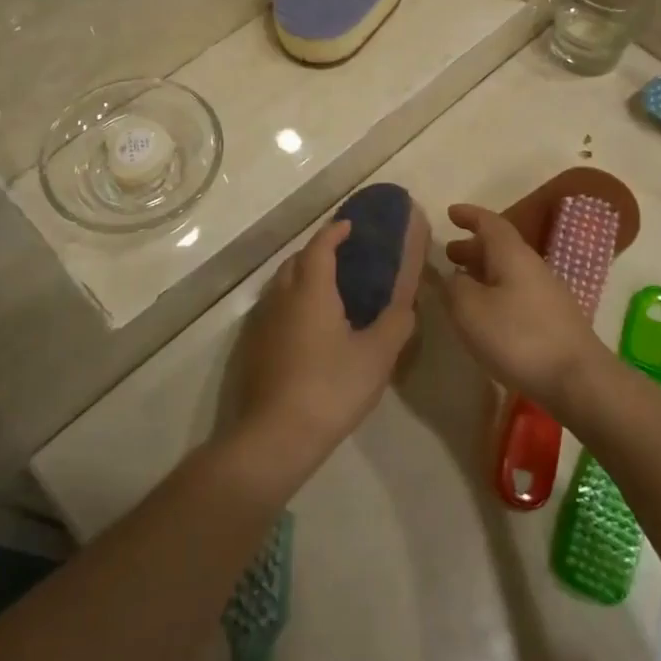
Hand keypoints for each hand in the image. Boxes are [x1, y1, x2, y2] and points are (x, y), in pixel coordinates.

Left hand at [228, 206, 430, 483]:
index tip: (350, 226)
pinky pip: (274, 308)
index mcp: (311, 290)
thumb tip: (407, 304)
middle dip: (317, 251)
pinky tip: (308, 326)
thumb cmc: (331, 388)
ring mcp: (262, 322)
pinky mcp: (253, 346)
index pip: (320, 246)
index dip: (335, 232)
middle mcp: (281, 296)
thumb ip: (396, 323)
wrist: (276, 435)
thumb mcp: (377, 356)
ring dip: (302, 276)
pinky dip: (292, 301)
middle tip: (343, 258)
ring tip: (328, 290)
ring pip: (281, 285)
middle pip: (296, 261)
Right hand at [440, 205, 608, 411]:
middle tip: (448, 254)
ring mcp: (547, 293)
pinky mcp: (553, 320)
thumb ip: (454, 287)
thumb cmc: (518, 337)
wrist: (578, 379)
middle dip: (472, 247)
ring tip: (460, 284)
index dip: (469, 215)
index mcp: (512, 254)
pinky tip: (485, 313)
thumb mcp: (470, 310)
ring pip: (508, 271)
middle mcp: (532, 266)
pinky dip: (495, 292)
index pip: (490, 222)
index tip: (450, 213)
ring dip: (483, 271)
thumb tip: (452, 276)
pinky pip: (516, 292)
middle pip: (500, 247)